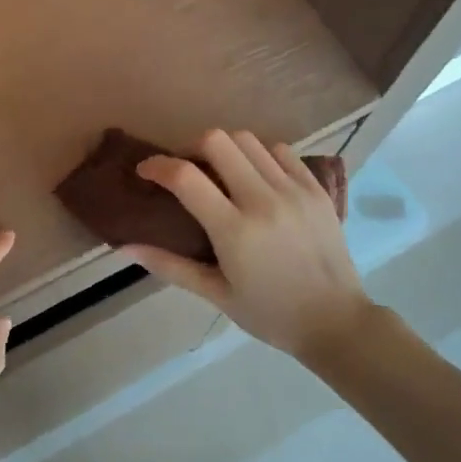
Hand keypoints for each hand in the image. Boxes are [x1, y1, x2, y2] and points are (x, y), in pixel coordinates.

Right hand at [127, 129, 371, 359]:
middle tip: (185, 169)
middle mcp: (264, 200)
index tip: (145, 171)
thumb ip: (169, 265)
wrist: (336, 321)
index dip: (158, 166)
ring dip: (225, 148)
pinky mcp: (317, 189)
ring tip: (220, 171)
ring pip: (249, 140)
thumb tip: (124, 247)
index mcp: (235, 230)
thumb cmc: (270, 314)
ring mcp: (295, 190)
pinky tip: (255, 176)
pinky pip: (282, 151)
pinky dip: (260, 154)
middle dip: (191, 147)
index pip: (186, 177)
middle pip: (217, 141)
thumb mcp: (216, 294)